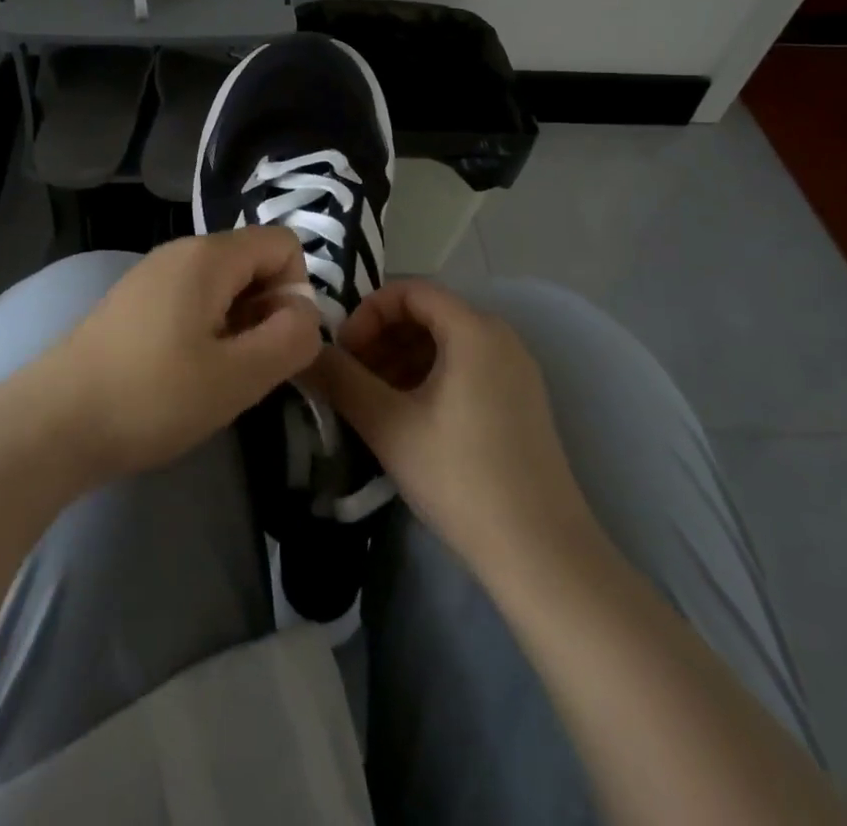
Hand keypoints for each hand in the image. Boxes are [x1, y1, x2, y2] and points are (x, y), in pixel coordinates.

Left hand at [37, 229, 320, 481]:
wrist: (53, 422)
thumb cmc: (152, 396)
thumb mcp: (238, 376)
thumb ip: (290, 339)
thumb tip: (305, 313)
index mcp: (209, 256)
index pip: (283, 244)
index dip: (296, 291)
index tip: (275, 343)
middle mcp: (180, 251)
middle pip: (252, 262)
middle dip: (266, 310)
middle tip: (247, 367)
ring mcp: (150, 275)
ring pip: (221, 285)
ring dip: (235, 325)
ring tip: (214, 376)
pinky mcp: (131, 302)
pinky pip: (190, 300)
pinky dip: (204, 330)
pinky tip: (181, 375)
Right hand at [307, 280, 594, 578]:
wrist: (542, 555)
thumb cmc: (461, 477)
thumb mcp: (389, 426)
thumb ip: (341, 380)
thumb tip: (305, 353)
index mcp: (474, 329)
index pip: (409, 290)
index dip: (367, 313)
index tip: (342, 352)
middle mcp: (500, 337)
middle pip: (427, 314)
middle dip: (380, 338)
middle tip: (350, 377)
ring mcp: (515, 371)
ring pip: (444, 344)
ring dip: (400, 360)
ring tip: (371, 400)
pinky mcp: (520, 402)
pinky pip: (464, 368)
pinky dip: (427, 379)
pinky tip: (405, 416)